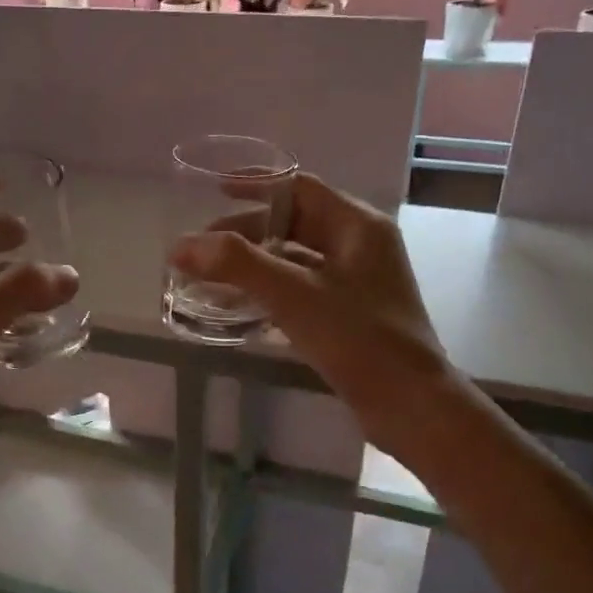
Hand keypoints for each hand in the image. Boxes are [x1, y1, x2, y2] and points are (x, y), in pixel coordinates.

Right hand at [169, 174, 452, 466]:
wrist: (411, 407)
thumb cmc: (359, 340)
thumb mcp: (294, 295)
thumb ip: (237, 265)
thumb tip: (181, 246)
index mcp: (358, 226)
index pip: (299, 188)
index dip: (255, 186)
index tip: (214, 192)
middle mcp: (360, 246)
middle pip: (294, 223)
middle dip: (246, 233)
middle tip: (203, 249)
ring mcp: (358, 282)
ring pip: (296, 259)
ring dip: (254, 264)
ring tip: (211, 277)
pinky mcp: (351, 314)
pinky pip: (301, 289)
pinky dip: (269, 291)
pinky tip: (238, 308)